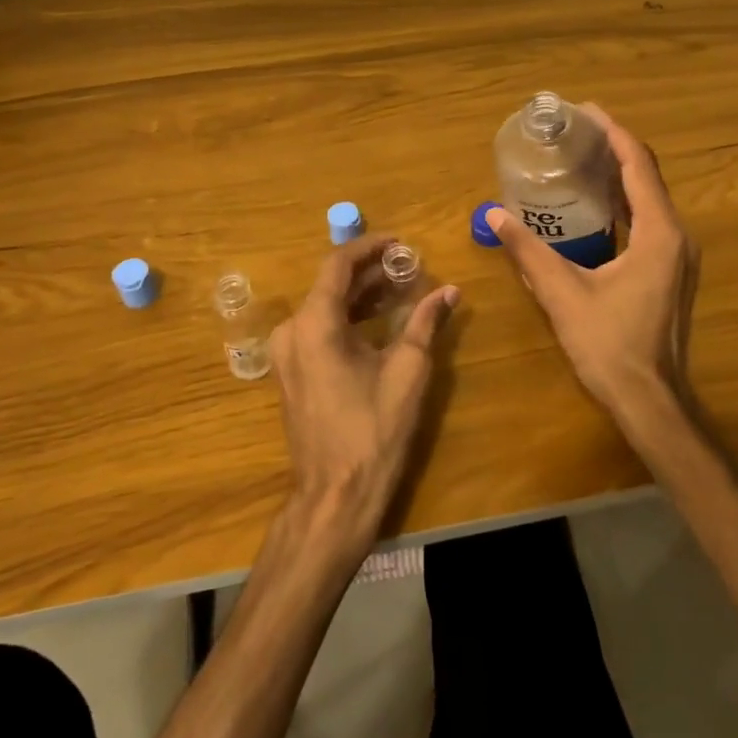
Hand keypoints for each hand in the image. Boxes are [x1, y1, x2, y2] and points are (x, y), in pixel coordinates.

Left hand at [269, 236, 459, 539]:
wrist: (335, 493)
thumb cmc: (373, 429)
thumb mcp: (407, 371)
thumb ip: (426, 323)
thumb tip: (450, 292)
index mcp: (314, 323)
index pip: (338, 265)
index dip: (369, 248)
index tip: (400, 243)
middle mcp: (291, 331)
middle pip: (330, 285)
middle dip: (370, 273)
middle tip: (409, 267)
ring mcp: (286, 354)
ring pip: (324, 308)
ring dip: (360, 296)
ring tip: (400, 289)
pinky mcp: (291, 373)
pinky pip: (317, 330)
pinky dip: (347, 319)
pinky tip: (377, 320)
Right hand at [489, 104, 699, 434]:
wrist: (649, 399)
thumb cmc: (609, 344)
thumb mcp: (562, 293)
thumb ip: (528, 251)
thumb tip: (495, 214)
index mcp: (658, 233)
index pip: (638, 165)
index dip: (613, 133)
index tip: (584, 111)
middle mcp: (676, 236)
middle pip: (647, 177)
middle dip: (613, 149)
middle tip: (574, 133)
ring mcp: (678, 256)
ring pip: (650, 200)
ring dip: (619, 177)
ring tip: (580, 160)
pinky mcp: (670, 272)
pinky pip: (649, 222)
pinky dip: (624, 205)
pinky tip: (594, 207)